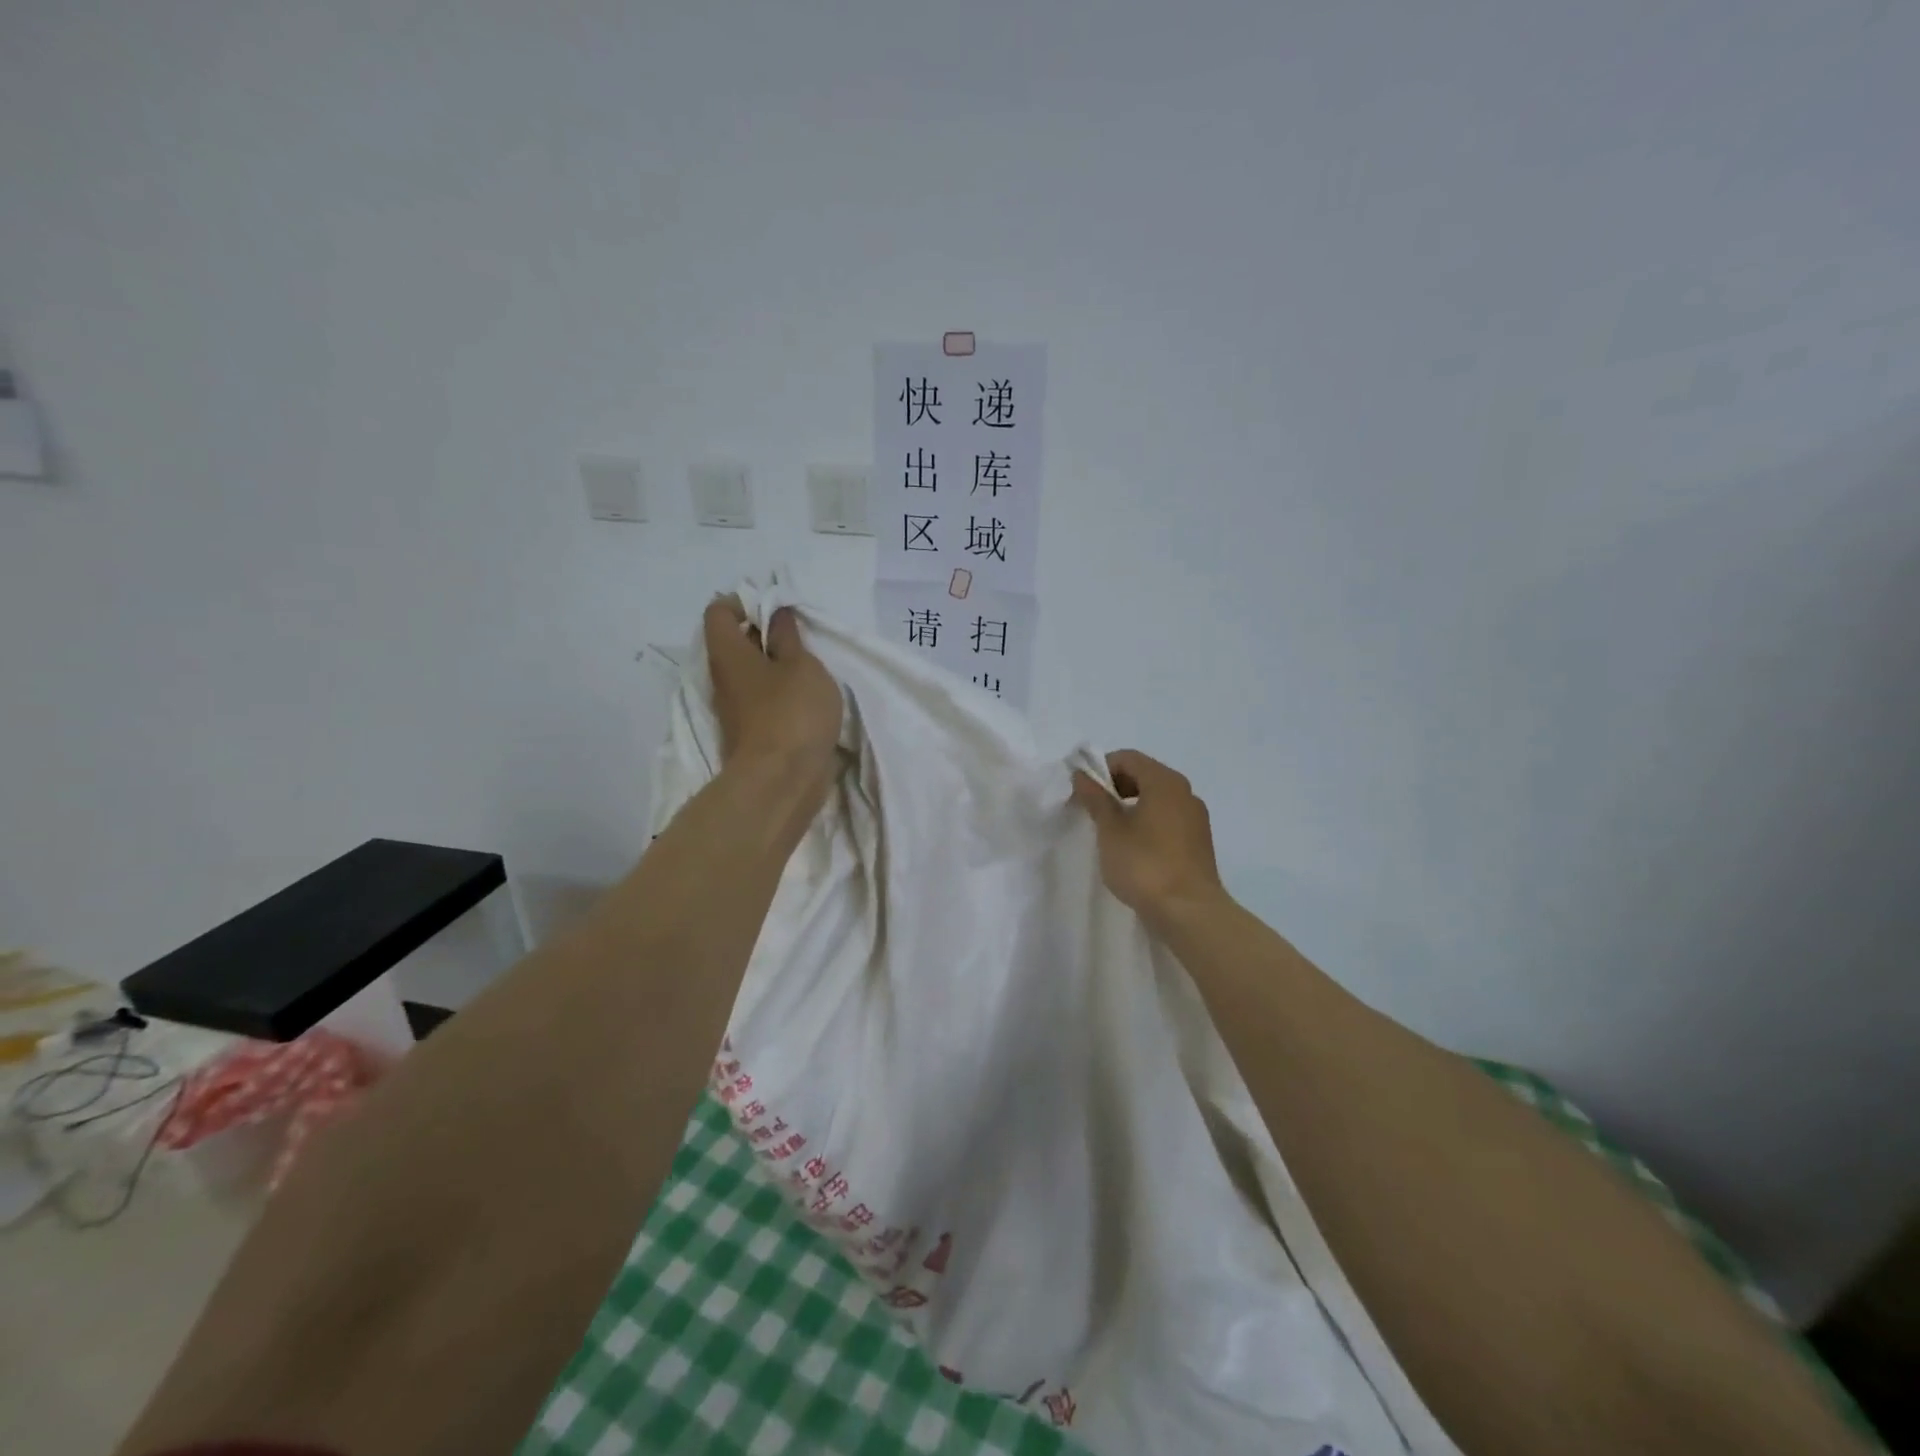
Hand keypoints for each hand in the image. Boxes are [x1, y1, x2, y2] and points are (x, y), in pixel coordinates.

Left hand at [704, 598, 842, 783]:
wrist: (782, 781)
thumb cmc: (792, 712)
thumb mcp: (801, 665)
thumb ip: (788, 636)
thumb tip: (776, 613)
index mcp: (728, 654)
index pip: (718, 612)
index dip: (744, 602)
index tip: (776, 609)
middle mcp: (723, 678)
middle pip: (734, 643)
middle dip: (765, 633)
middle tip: (799, 636)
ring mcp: (735, 708)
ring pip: (750, 673)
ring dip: (776, 665)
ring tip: (809, 666)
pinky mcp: (751, 732)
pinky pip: (762, 699)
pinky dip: (780, 692)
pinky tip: (807, 697)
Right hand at [1071, 750, 1227, 925]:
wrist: (1189, 912)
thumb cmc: (1145, 865)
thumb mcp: (1111, 830)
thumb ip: (1096, 799)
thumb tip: (1082, 776)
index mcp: (1165, 782)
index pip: (1127, 758)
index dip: (1100, 769)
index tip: (1080, 791)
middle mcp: (1185, 792)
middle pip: (1144, 775)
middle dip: (1114, 786)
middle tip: (1091, 809)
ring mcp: (1195, 817)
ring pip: (1156, 798)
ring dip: (1130, 806)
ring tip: (1109, 830)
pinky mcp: (1198, 841)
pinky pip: (1167, 818)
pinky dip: (1147, 821)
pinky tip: (1132, 846)